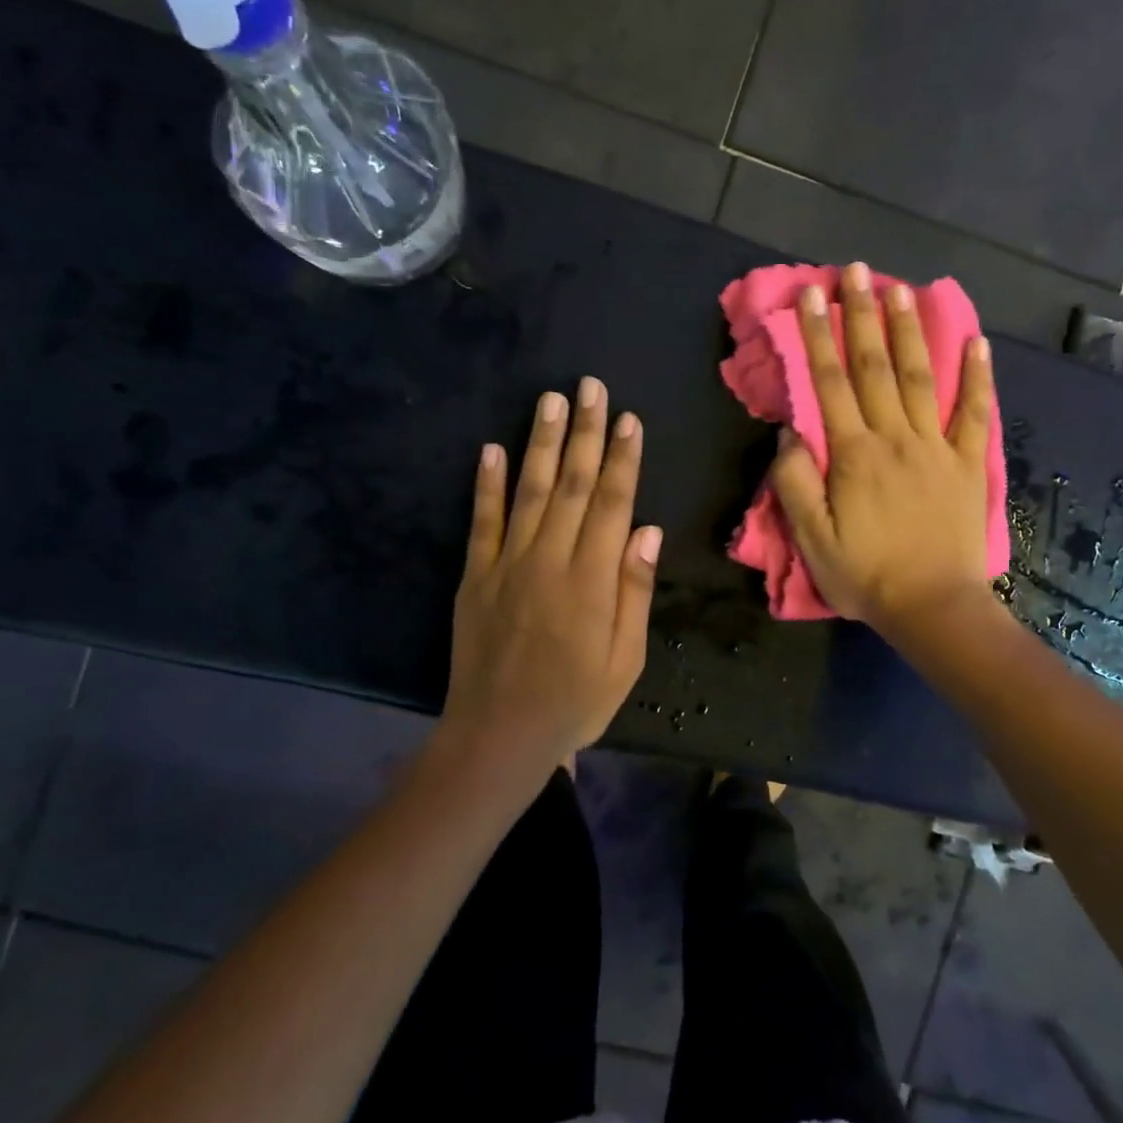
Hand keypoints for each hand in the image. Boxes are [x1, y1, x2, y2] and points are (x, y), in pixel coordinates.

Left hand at [440, 377, 661, 773]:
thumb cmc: (576, 701)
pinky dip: (486, 484)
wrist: (499, 735)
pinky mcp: (474, 576)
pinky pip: (481, 521)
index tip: (629, 420)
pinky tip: (491, 448)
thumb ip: (634, 590)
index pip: (613, 504)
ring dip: (542, 443)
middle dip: (586, 432)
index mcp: (591, 579)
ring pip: (530, 491)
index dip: (623, 459)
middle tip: (591, 387)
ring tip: (551, 400)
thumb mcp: (626, 658)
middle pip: (573, 484)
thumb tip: (648, 530)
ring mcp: (507, 564)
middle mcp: (550, 559)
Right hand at [770, 261, 995, 634]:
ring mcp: (936, 447)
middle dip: (861, 315)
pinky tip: (976, 341)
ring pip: (920, 377)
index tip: (808, 295)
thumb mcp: (812, 539)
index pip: (830, 382)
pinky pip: (974, 413)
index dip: (817, 336)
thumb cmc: (866, 575)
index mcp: (853, 454)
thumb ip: (795, 483)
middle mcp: (894, 437)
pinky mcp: (968, 463)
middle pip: (874, 366)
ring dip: (909, 331)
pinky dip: (977, 376)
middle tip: (854, 271)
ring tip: (900, 288)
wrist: (933, 607)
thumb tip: (789, 432)